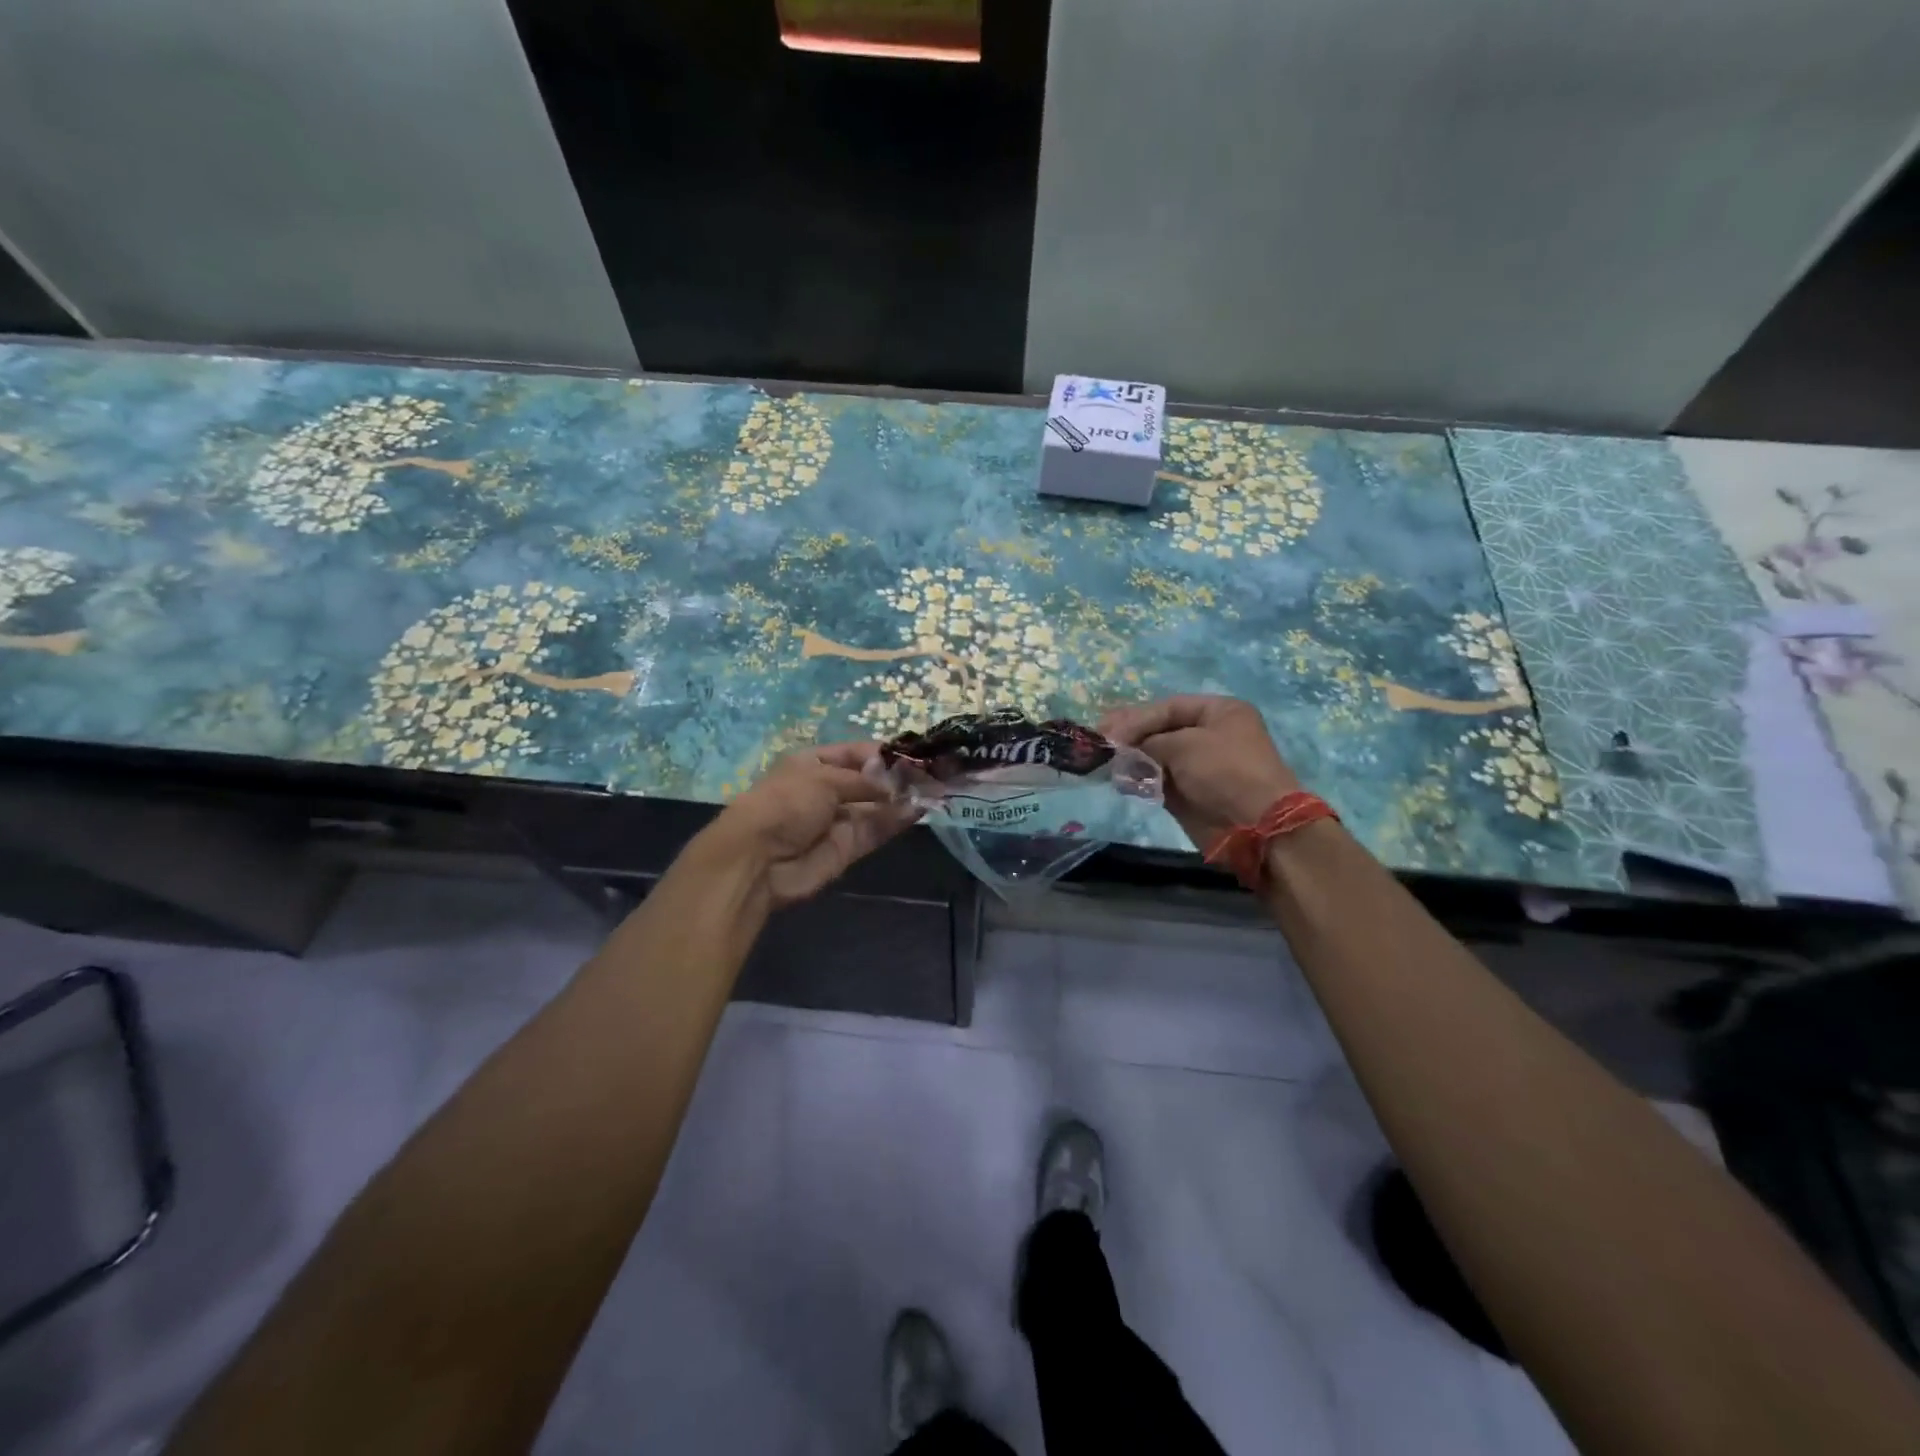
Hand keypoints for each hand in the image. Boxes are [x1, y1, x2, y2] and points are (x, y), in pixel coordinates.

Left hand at [707, 742, 919, 908]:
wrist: (757, 860)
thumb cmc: (785, 803)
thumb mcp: (824, 780)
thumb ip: (865, 781)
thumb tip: (896, 785)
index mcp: (813, 764)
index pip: (855, 753)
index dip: (883, 753)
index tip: (914, 754)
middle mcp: (828, 790)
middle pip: (870, 781)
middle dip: (899, 778)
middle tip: (935, 773)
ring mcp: (838, 820)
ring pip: (877, 807)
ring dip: (903, 799)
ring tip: (936, 789)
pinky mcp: (848, 848)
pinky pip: (876, 830)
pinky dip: (897, 821)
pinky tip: (920, 809)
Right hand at [1099, 695, 1300, 852]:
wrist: (1255, 825)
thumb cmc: (1225, 771)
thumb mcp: (1184, 744)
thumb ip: (1147, 741)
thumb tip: (1120, 749)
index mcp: (1219, 712)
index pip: (1168, 707)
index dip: (1136, 717)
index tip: (1107, 730)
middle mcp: (1210, 735)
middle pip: (1160, 730)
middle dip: (1130, 736)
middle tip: (1101, 742)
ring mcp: (1199, 766)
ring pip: (1155, 756)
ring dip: (1130, 759)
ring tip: (1106, 763)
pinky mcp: (1189, 794)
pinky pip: (1157, 780)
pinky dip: (1138, 779)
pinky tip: (1119, 780)